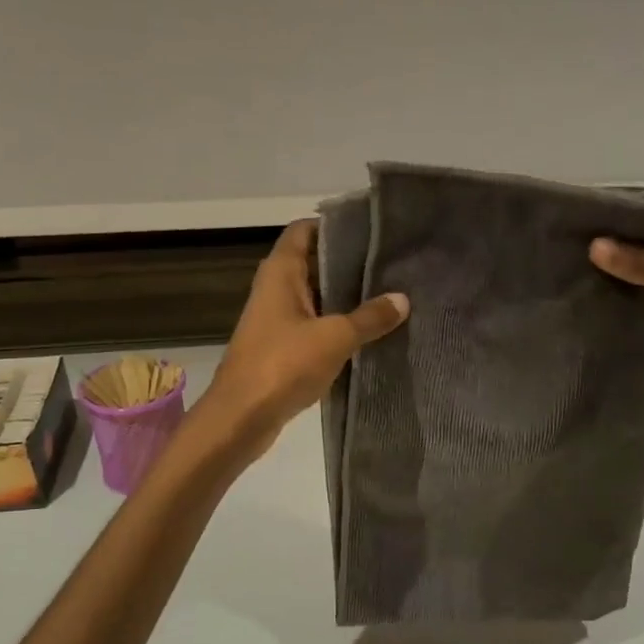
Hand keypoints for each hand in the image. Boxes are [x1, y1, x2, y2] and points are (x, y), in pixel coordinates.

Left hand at [197, 219, 408, 456]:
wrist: (241, 418)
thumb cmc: (283, 365)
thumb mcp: (335, 337)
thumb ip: (369, 318)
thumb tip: (402, 299)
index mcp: (281, 272)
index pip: (305, 230)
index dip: (336, 225)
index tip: (372, 230)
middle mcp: (275, 290)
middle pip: (314, 264)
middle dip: (350, 264)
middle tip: (392, 265)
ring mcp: (277, 321)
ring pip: (317, 299)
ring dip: (346, 300)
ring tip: (389, 297)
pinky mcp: (281, 350)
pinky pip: (314, 328)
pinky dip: (337, 328)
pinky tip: (369, 335)